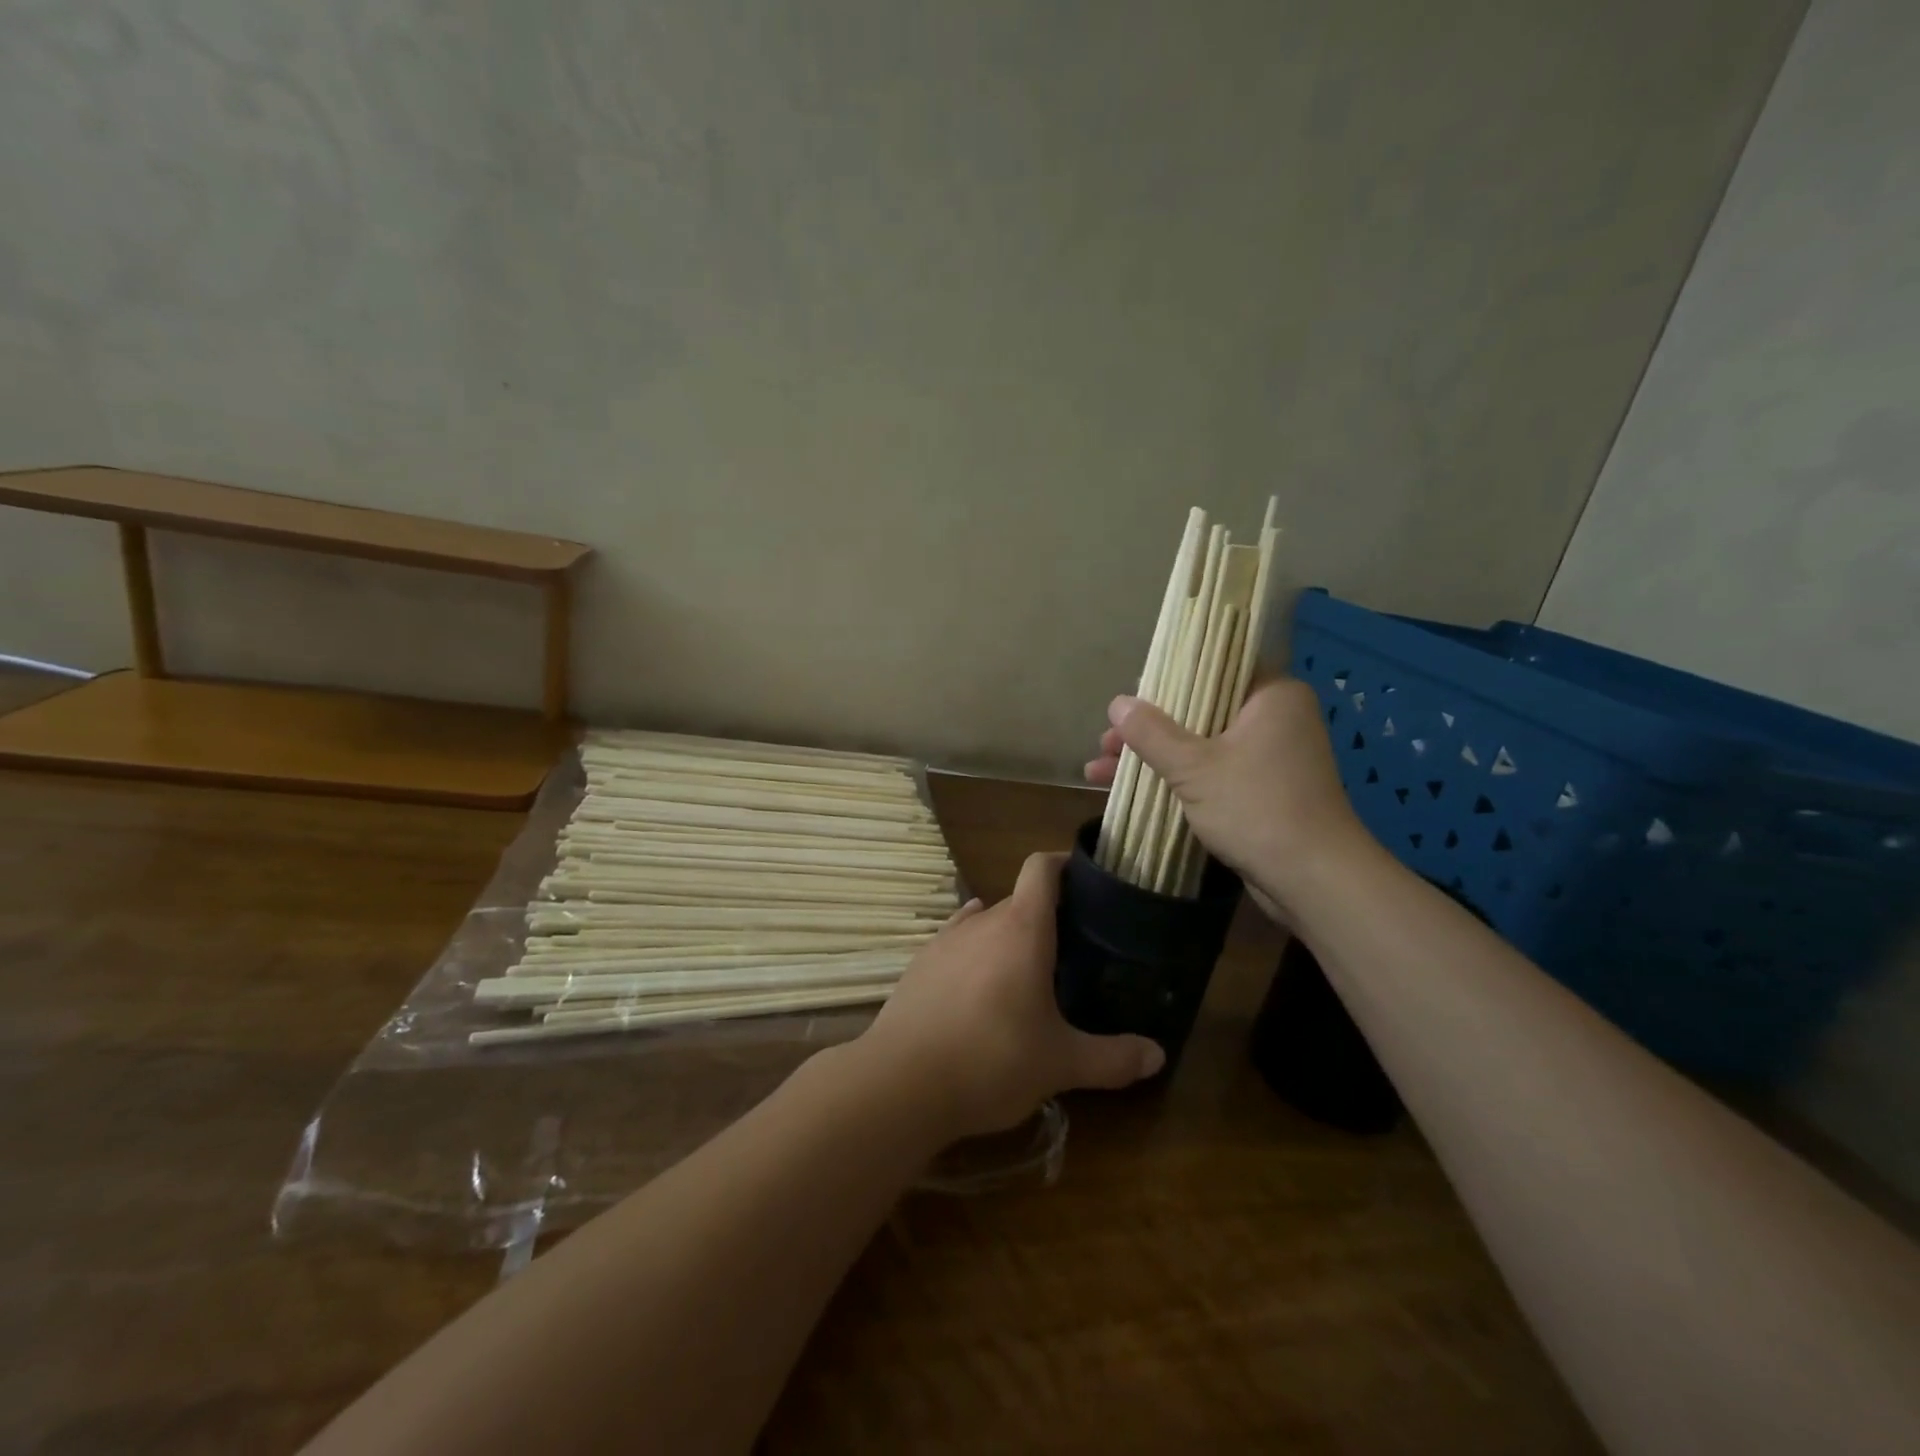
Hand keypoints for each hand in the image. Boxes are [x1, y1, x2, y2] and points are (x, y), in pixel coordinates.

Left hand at [856, 852, 1165, 1140]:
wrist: (900, 1083)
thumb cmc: (991, 1061)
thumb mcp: (1061, 1064)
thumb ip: (1112, 1058)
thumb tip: (1157, 1055)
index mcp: (1022, 929)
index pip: (1041, 869)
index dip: (1063, 863)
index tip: (1086, 879)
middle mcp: (982, 922)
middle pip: (1018, 901)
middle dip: (1045, 917)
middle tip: (1072, 950)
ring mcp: (944, 941)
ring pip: (985, 923)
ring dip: (1007, 938)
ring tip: (1027, 973)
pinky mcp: (919, 965)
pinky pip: (956, 944)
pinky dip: (975, 955)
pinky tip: (981, 985)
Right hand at [1084, 678, 1366, 918]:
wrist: (1313, 880)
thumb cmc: (1257, 808)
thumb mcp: (1194, 767)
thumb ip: (1152, 733)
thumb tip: (1117, 702)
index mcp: (1271, 696)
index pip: (1214, 669)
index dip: (1166, 681)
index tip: (1129, 696)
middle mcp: (1275, 720)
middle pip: (1199, 711)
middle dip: (1148, 730)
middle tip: (1106, 743)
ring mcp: (1269, 758)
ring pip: (1200, 746)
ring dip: (1154, 759)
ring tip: (1099, 771)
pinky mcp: (1262, 792)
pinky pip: (1211, 774)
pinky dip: (1176, 780)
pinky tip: (1130, 792)